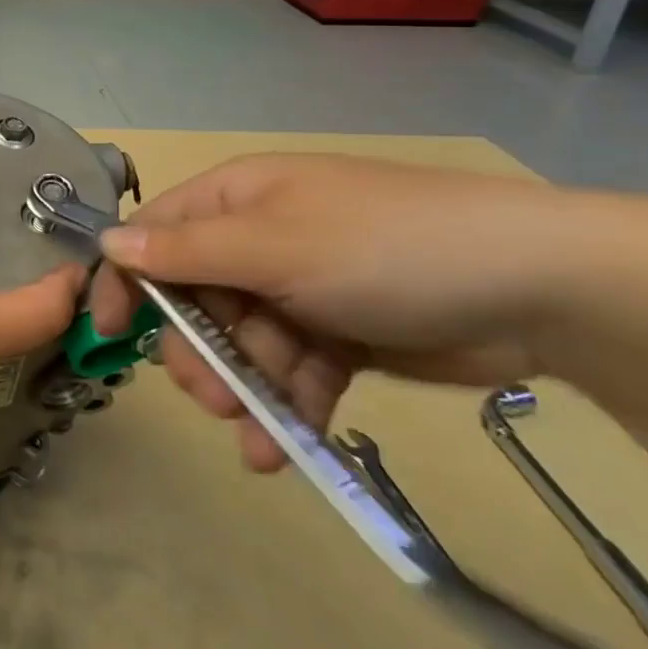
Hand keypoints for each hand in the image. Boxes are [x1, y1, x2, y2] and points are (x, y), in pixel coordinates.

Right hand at [90, 154, 561, 471]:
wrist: (540, 291)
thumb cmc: (384, 250)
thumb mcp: (274, 247)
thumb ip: (186, 252)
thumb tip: (107, 243)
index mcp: (236, 201)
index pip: (155, 235)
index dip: (127, 280)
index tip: (108, 333)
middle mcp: (258, 239)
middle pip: (195, 298)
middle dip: (198, 351)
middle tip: (210, 396)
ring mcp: (298, 288)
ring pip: (242, 343)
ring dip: (243, 389)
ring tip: (257, 435)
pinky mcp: (338, 334)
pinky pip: (290, 370)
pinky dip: (286, 405)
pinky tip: (284, 447)